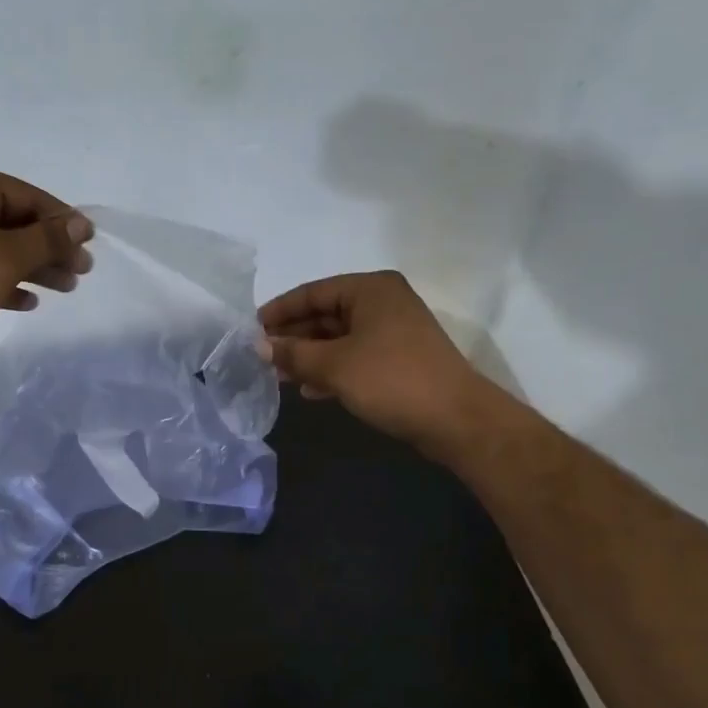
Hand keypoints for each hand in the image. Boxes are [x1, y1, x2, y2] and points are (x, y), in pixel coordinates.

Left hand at [0, 166, 93, 359]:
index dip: (62, 220)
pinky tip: (28, 302)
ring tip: (66, 288)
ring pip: (0, 247)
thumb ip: (48, 239)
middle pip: (15, 221)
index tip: (90, 243)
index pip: (27, 195)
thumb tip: (82, 224)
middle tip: (82, 271)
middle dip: (50, 248)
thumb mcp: (8, 256)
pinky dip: (6, 282)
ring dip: (34, 267)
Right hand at [257, 271, 487, 451]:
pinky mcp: (399, 357)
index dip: (279, 311)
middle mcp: (383, 301)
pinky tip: (310, 390)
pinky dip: (331, 369)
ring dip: (309, 356)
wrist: (456, 419)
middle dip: (294, 337)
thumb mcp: (334, 365)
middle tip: (262, 357)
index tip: (251, 330)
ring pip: (339, 338)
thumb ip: (293, 353)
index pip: (312, 292)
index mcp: (370, 289)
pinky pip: (354, 355)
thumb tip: (258, 346)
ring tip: (280, 377)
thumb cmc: (391, 379)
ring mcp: (394, 330)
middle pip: (325, 314)